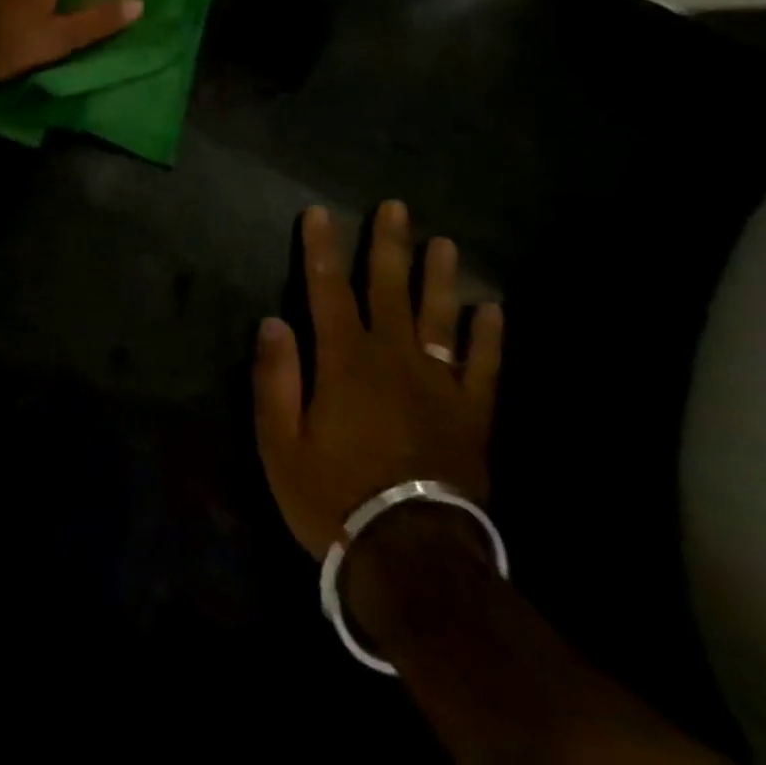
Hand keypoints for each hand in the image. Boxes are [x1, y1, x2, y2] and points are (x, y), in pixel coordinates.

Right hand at [253, 201, 503, 559]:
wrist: (411, 558)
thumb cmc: (333, 496)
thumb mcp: (280, 443)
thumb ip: (276, 378)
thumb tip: (273, 321)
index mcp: (344, 361)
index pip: (327, 290)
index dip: (321, 249)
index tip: (318, 213)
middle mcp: (393, 359)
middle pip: (389, 290)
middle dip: (388, 246)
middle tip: (396, 208)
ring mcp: (438, 385)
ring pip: (438, 318)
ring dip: (439, 278)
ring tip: (444, 243)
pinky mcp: (471, 416)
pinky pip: (483, 368)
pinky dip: (488, 338)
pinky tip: (492, 310)